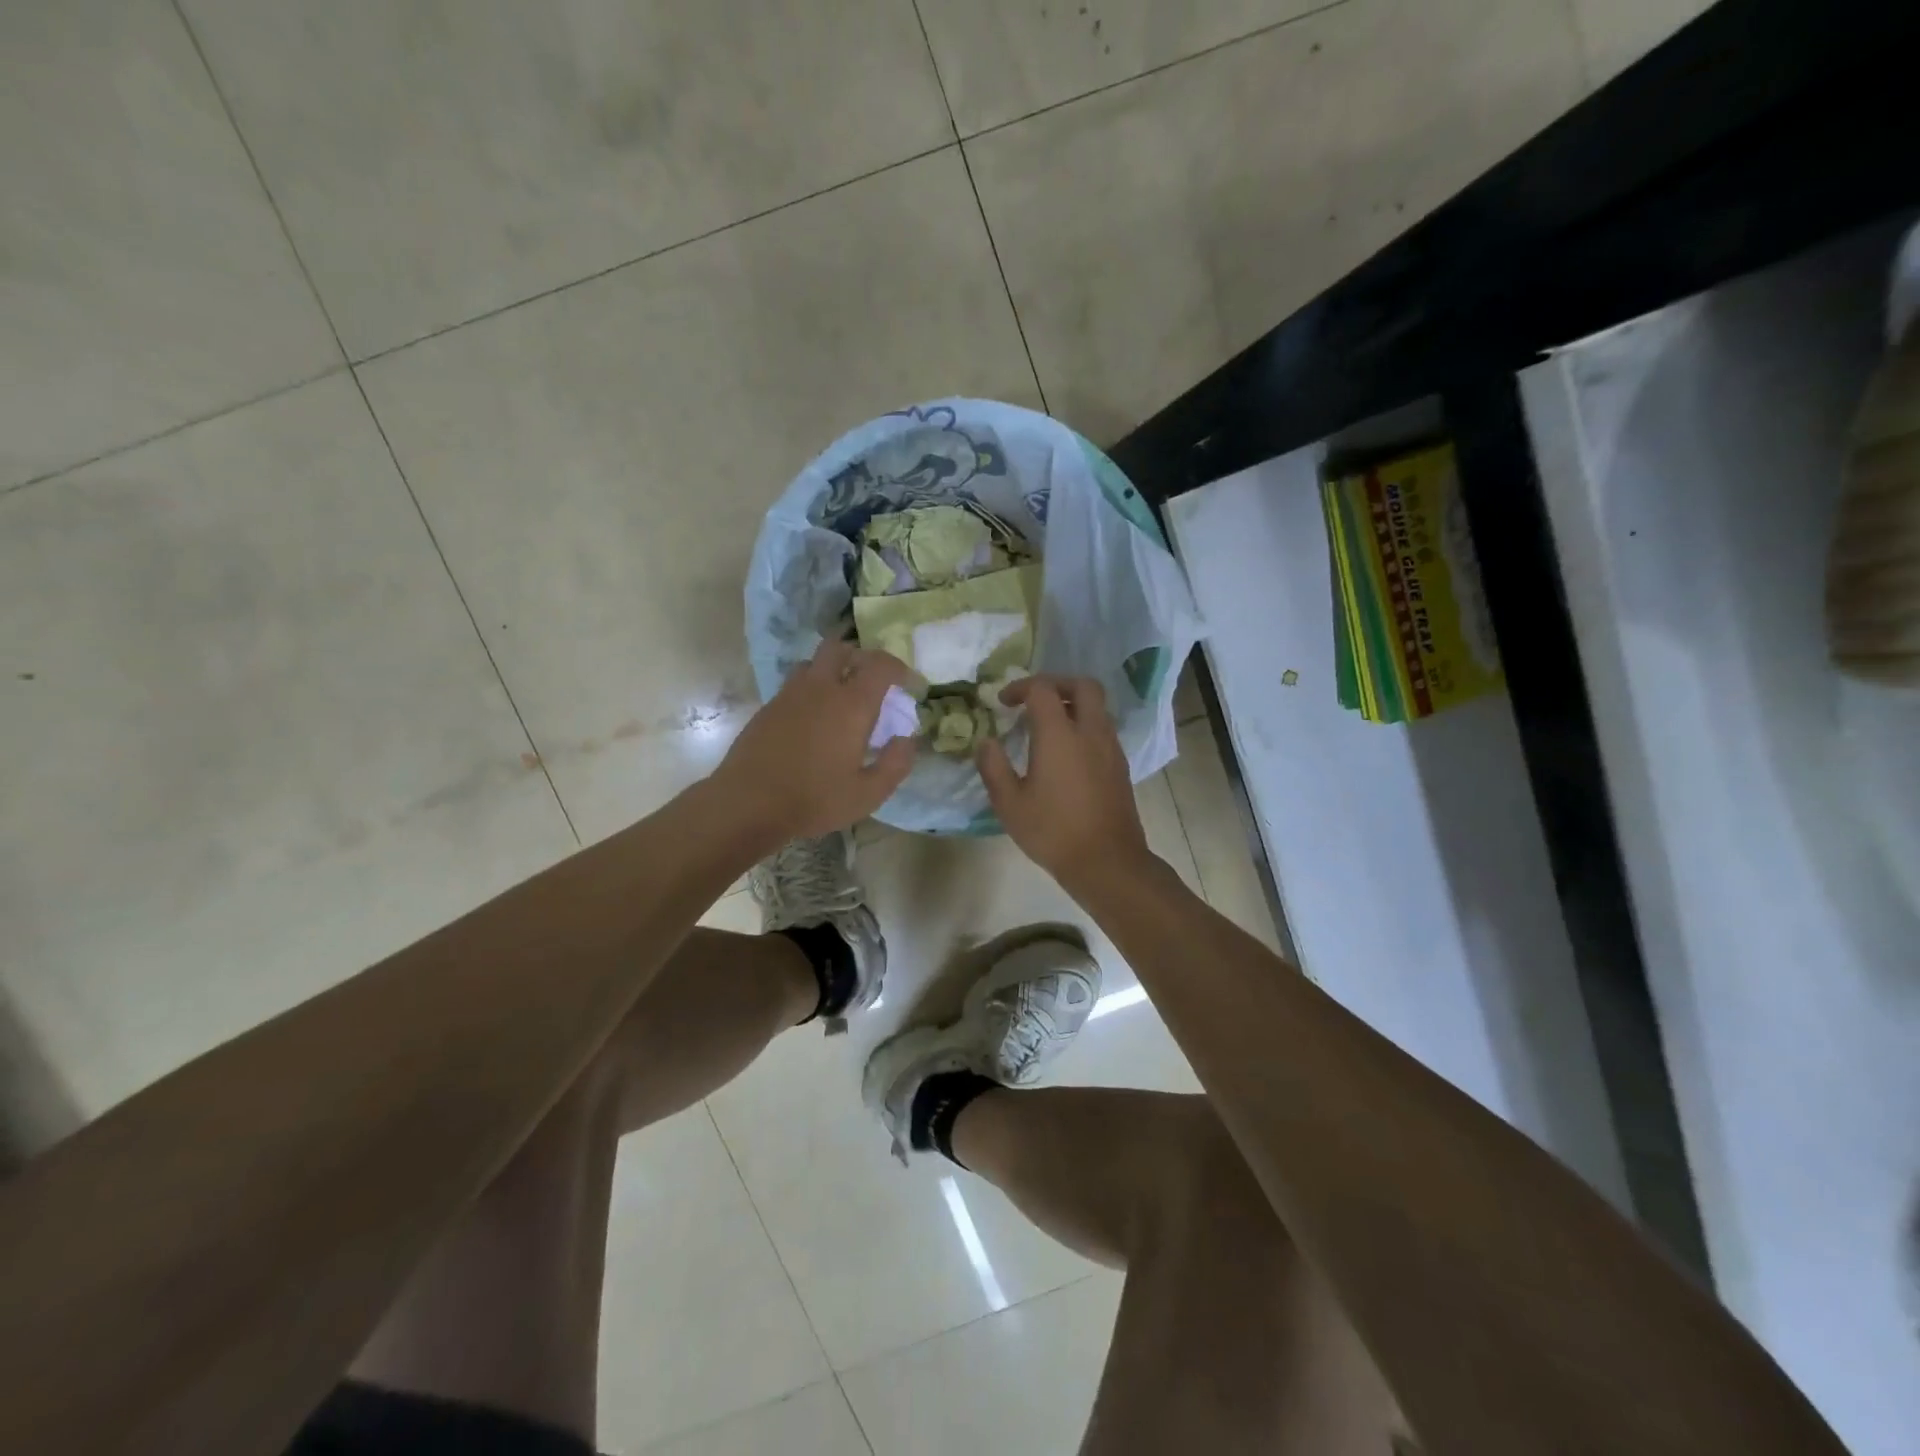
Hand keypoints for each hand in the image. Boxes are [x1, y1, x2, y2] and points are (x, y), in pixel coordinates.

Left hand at [715, 641, 917, 841]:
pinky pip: (795, 684)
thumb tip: (907, 739)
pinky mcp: (768, 707)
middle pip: (841, 648)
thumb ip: (896, 764)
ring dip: (832, 670)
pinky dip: (811, 689)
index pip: (880, 664)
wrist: (748, 803)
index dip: (900, 668)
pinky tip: (813, 718)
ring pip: (814, 662)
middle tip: (873, 683)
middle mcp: (821, 688)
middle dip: (862, 658)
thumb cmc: (814, 799)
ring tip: (841, 697)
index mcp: (851, 704)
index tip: (909, 684)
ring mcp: (790, 694)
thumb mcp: (868, 794)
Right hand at [976, 675, 1153, 894]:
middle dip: (1057, 683)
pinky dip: (1084, 725)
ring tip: (1048, 726)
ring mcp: (1110, 748)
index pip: (1042, 689)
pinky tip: (1067, 752)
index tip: (1003, 703)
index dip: (1020, 687)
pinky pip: (1103, 729)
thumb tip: (986, 742)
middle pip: (1082, 685)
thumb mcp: (1009, 804)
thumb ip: (994, 767)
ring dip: (1073, 704)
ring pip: (1097, 707)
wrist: (1107, 861)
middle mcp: (1090, 731)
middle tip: (1034, 699)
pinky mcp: (1120, 765)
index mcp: (1060, 734)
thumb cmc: (1053, 832)